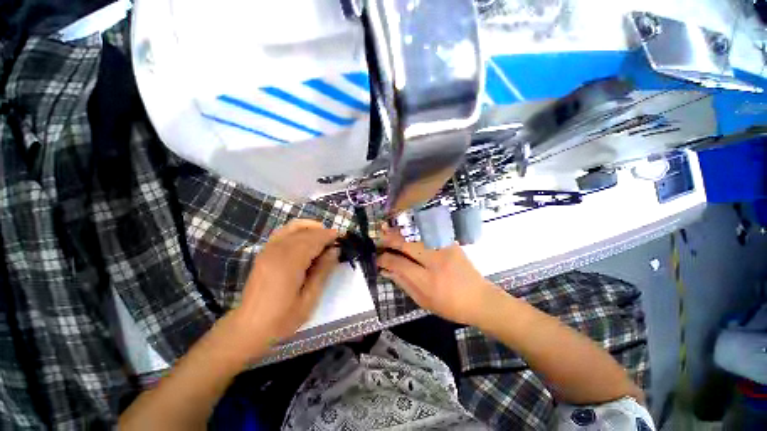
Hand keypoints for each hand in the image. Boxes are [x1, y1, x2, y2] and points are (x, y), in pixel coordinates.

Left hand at [230, 219, 338, 356]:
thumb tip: (335, 250)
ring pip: (293, 228)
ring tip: (323, 236)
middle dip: (322, 232)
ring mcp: (268, 250)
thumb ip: (323, 271)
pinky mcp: (264, 252)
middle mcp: (277, 251)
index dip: (328, 236)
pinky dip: (297, 230)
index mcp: (289, 263)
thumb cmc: (283, 318)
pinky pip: (283, 232)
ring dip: (311, 228)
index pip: (313, 240)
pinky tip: (305, 236)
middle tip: (335, 241)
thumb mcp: (309, 299)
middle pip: (305, 232)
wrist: (249, 328)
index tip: (341, 237)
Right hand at [376, 225, 500, 324]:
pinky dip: (414, 232)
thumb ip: (403, 283)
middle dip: (390, 240)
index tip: (377, 258)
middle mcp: (436, 261)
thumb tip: (386, 271)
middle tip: (379, 237)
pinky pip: (429, 234)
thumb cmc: (450, 306)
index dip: (385, 259)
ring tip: (387, 229)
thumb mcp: (423, 301)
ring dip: (400, 233)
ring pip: (417, 236)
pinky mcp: (451, 244)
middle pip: (407, 245)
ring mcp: (445, 250)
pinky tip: (406, 231)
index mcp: (428, 281)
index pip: (400, 264)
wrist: (480, 299)